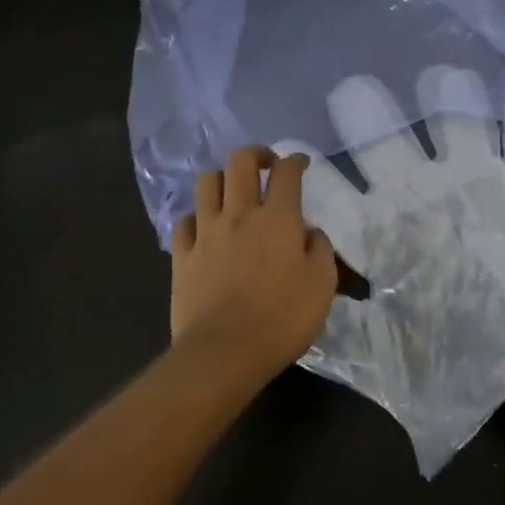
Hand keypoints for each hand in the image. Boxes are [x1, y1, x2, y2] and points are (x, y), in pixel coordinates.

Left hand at [171, 147, 337, 386]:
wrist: (226, 351)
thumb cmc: (284, 317)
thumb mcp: (322, 283)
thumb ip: (319, 249)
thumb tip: (308, 232)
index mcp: (278, 218)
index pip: (286, 172)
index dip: (295, 160)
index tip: (301, 164)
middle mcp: (239, 214)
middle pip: (240, 162)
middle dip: (256, 154)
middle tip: (267, 165)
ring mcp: (206, 233)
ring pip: (207, 182)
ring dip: (223, 178)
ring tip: (233, 192)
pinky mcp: (182, 256)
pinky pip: (184, 221)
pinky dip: (196, 217)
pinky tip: (205, 228)